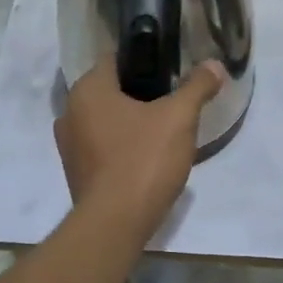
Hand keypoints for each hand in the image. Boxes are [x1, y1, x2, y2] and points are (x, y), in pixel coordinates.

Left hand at [55, 61, 225, 241]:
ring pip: (104, 120)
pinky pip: (101, 147)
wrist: (116, 223)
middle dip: (139, 93)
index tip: (169, 68)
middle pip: (110, 90)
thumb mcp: (179, 118)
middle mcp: (70, 112)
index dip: (144, 59)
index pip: (115, 59)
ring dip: (129, 122)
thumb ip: (197, 87)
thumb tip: (214, 65)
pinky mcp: (76, 173)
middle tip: (172, 100)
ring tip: (162, 129)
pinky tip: (146, 157)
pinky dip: (120, 146)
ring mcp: (69, 146)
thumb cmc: (144, 159)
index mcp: (88, 90)